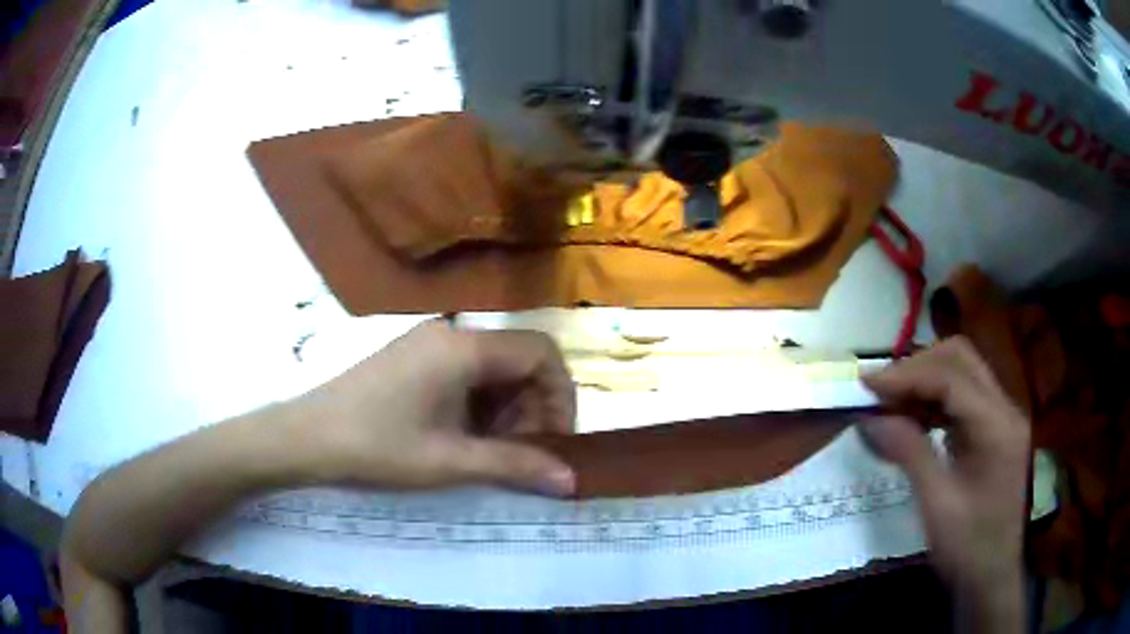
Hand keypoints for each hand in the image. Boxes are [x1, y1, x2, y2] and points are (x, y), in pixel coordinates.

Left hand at [294, 320, 576, 495]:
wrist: (306, 437)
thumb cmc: (377, 447)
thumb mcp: (450, 461)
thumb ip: (515, 465)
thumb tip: (571, 479)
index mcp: (463, 348)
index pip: (540, 352)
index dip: (560, 395)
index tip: (555, 441)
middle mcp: (450, 332)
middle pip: (517, 359)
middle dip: (531, 407)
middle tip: (519, 454)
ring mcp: (427, 343)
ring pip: (491, 368)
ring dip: (504, 409)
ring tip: (488, 451)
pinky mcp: (412, 357)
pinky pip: (464, 372)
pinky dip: (478, 404)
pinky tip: (460, 436)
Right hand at [859, 337, 1028, 631]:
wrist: (991, 577)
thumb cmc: (967, 548)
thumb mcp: (936, 506)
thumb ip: (910, 454)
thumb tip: (871, 418)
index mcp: (997, 426)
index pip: (951, 378)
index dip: (907, 375)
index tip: (865, 384)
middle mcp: (1005, 410)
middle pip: (961, 360)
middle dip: (918, 367)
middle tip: (879, 389)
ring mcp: (1001, 419)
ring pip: (962, 374)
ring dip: (925, 381)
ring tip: (889, 402)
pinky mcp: (993, 432)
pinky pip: (962, 400)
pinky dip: (934, 401)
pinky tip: (912, 419)